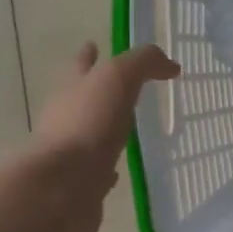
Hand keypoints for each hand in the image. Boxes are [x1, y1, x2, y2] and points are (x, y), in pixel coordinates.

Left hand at [20, 43, 180, 231]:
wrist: (62, 186)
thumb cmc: (87, 124)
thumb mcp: (117, 78)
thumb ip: (142, 63)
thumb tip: (169, 64)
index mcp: (72, 89)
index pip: (81, 64)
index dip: (88, 55)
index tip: (94, 45)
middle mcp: (66, 117)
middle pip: (80, 98)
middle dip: (95, 90)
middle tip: (119, 88)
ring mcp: (70, 152)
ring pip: (88, 134)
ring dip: (103, 129)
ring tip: (124, 128)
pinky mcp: (80, 183)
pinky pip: (96, 171)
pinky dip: (106, 168)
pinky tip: (116, 171)